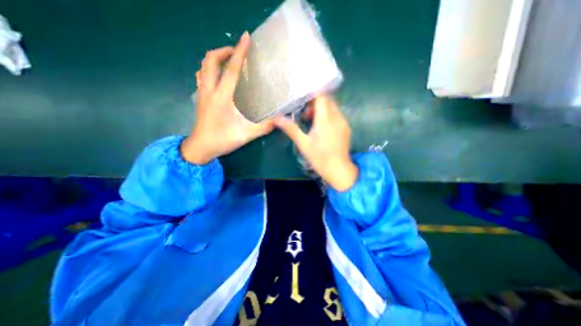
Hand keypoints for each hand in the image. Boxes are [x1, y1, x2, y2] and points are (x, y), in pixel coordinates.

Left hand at [181, 32, 273, 165]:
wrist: (201, 147)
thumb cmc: (222, 140)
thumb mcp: (246, 135)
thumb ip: (264, 127)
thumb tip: (279, 120)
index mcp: (222, 97)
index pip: (231, 69)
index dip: (239, 52)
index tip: (246, 38)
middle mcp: (210, 90)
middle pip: (210, 60)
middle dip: (224, 51)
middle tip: (237, 53)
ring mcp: (202, 93)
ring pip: (203, 66)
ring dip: (216, 58)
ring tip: (229, 61)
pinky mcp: (200, 97)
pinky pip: (201, 75)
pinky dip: (209, 69)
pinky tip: (219, 75)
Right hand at [274, 96, 358, 190]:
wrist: (338, 170)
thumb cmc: (319, 157)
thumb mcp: (303, 143)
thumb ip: (291, 129)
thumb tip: (277, 118)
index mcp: (325, 119)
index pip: (321, 96)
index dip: (311, 95)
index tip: (302, 101)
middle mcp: (336, 117)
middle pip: (326, 101)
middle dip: (315, 104)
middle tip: (305, 116)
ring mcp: (343, 122)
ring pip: (332, 108)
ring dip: (321, 110)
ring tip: (312, 124)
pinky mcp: (346, 128)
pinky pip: (337, 115)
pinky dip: (328, 116)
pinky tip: (323, 129)